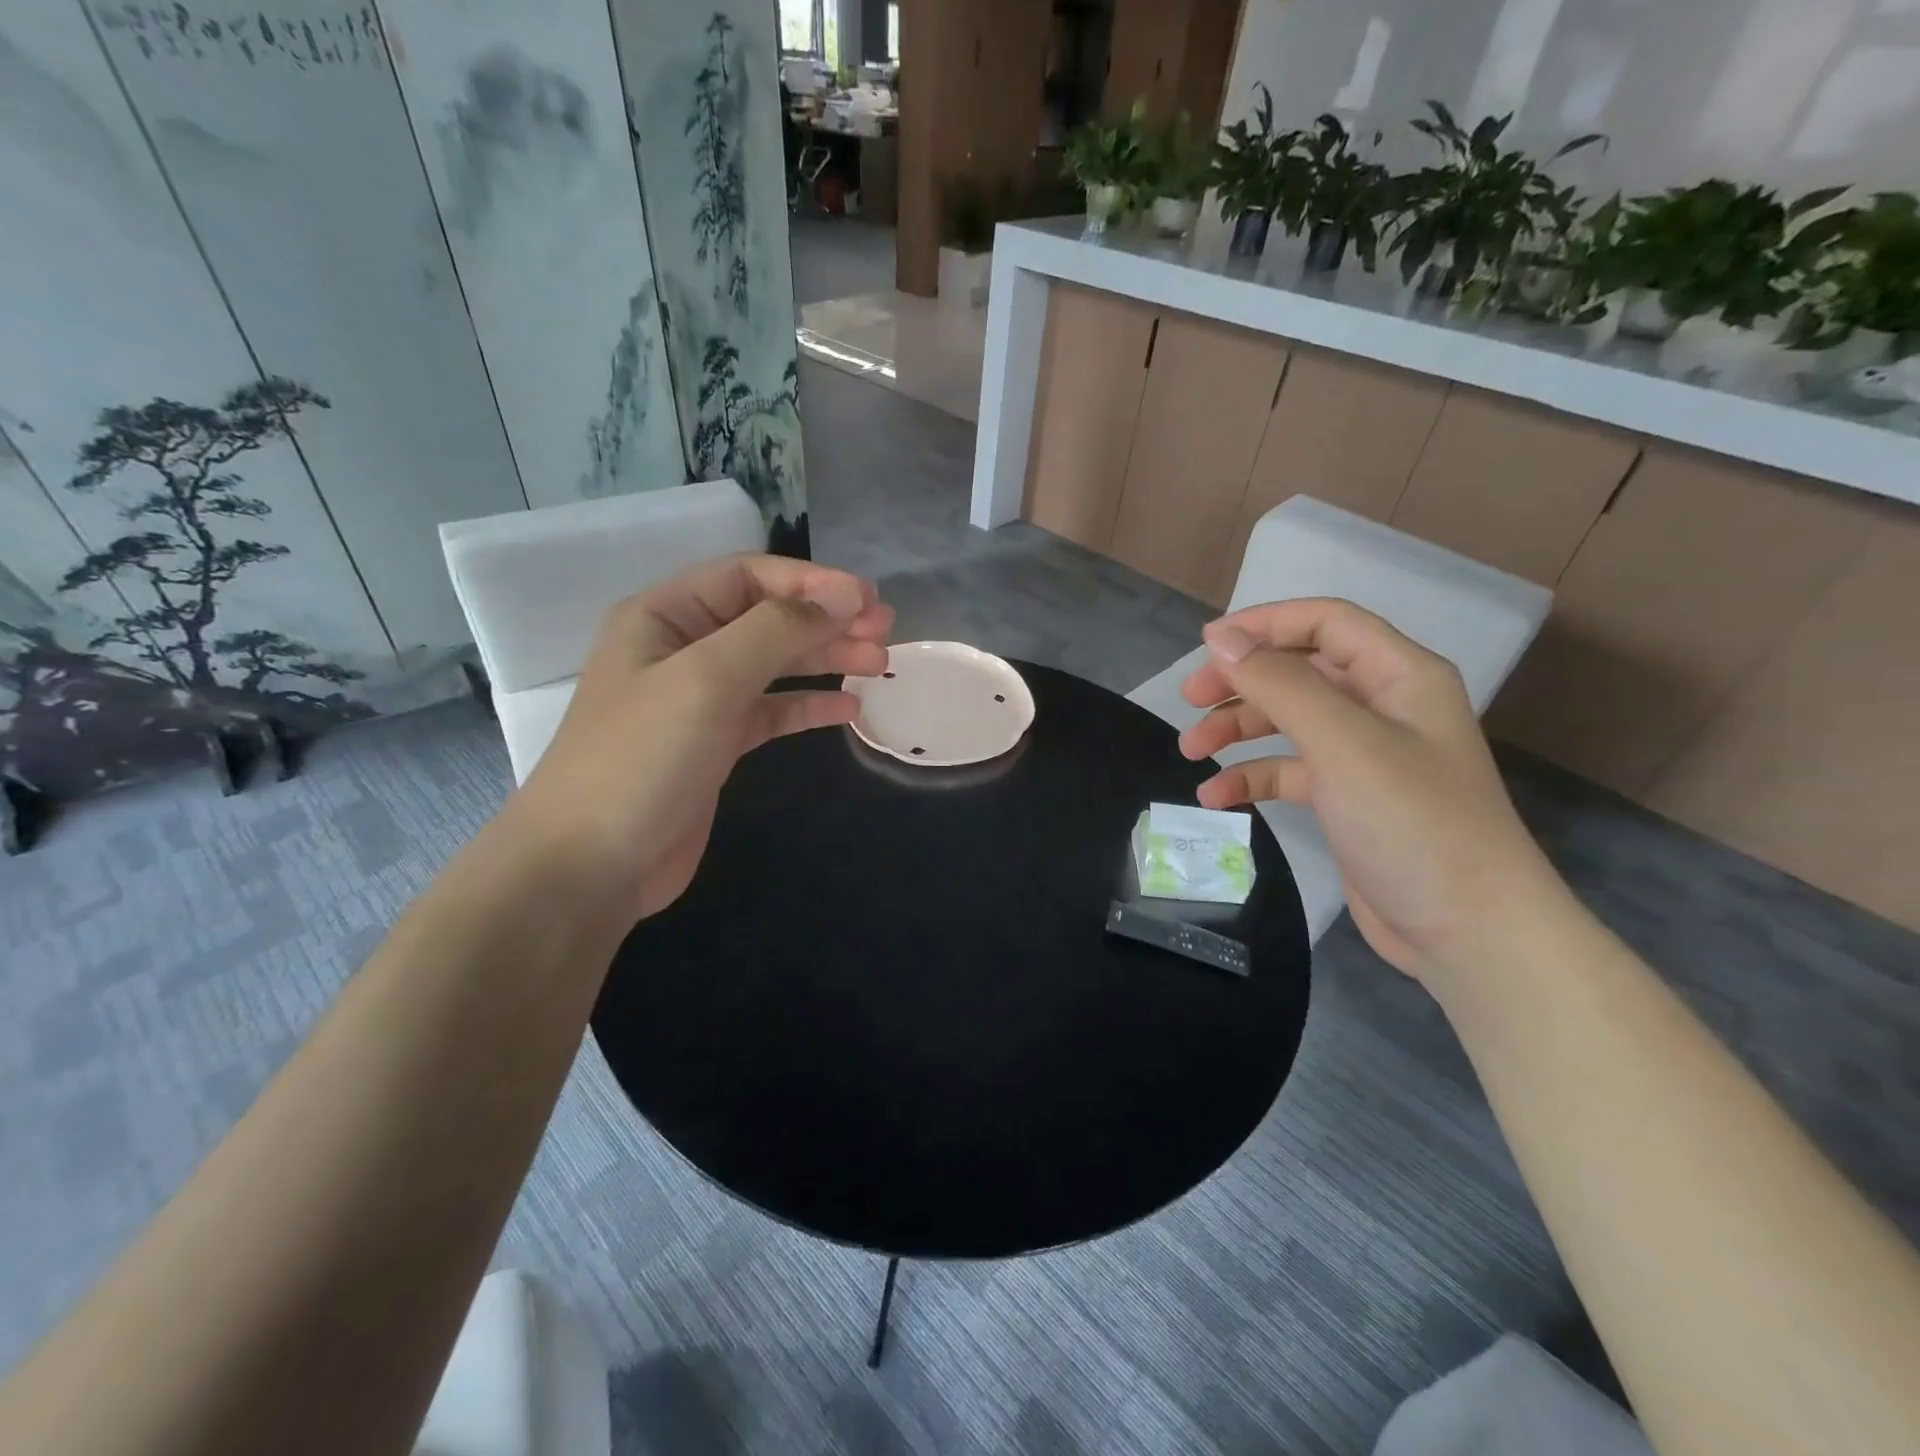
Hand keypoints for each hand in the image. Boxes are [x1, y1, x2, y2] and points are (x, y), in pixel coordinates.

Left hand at [506, 554, 892, 920]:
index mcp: (665, 616)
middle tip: (885, 632)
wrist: (591, 865)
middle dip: (827, 620)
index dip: (811, 583)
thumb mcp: (708, 680)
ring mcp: (700, 699)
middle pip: (768, 619)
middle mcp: (683, 648)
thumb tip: (843, 595)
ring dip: (826, 659)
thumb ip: (777, 631)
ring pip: (775, 665)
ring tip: (880, 663)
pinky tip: (848, 708)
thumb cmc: (641, 759)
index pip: (748, 578)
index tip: (867, 600)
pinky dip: (809, 705)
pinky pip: (772, 712)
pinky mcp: (717, 744)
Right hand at [1177, 598, 1563, 981]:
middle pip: (1299, 671)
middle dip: (1242, 681)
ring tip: (1190, 751)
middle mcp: (1383, 706)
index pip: (1326, 623)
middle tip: (1190, 699)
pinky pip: (1289, 771)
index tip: (1206, 644)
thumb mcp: (1342, 743)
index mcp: (1400, 676)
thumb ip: (1279, 684)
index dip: (1265, 623)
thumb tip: (1221, 638)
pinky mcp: (1347, 800)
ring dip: (1237, 729)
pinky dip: (1251, 777)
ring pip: (1288, 721)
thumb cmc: (1412, 823)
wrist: (1468, 932)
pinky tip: (1216, 796)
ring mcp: (1365, 756)